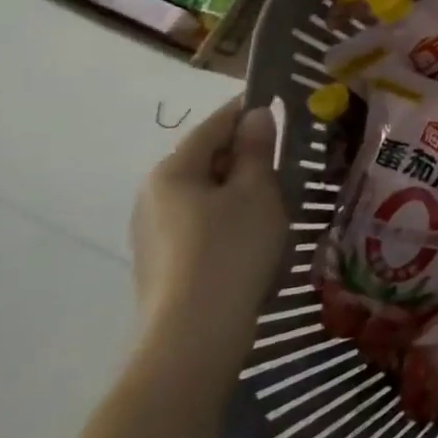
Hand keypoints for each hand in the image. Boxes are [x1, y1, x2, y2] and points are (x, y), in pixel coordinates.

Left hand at [132, 97, 285, 358]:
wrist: (194, 335)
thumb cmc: (232, 249)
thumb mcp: (257, 191)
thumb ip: (256, 149)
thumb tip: (256, 115)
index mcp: (173, 170)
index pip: (215, 124)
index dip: (248, 109)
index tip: (280, 102)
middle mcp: (152, 195)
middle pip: (205, 158)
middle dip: (244, 153)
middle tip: (286, 158)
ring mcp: (151, 231)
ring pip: (203, 192)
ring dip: (236, 187)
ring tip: (275, 199)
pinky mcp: (160, 261)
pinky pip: (198, 221)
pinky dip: (225, 216)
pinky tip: (251, 235)